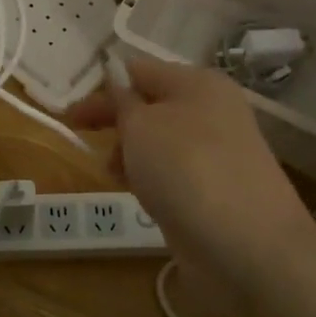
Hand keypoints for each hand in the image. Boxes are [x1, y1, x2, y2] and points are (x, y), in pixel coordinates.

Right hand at [66, 55, 315, 278]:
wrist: (246, 246)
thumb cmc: (186, 169)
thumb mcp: (140, 125)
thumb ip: (121, 100)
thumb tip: (115, 77)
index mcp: (197, 83)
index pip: (139, 70)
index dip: (101, 86)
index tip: (69, 111)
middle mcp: (211, 111)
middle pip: (149, 105)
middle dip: (113, 119)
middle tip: (78, 135)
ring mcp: (216, 153)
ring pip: (158, 141)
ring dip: (128, 152)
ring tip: (112, 173)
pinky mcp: (214, 190)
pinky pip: (171, 172)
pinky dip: (148, 178)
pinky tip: (137, 193)